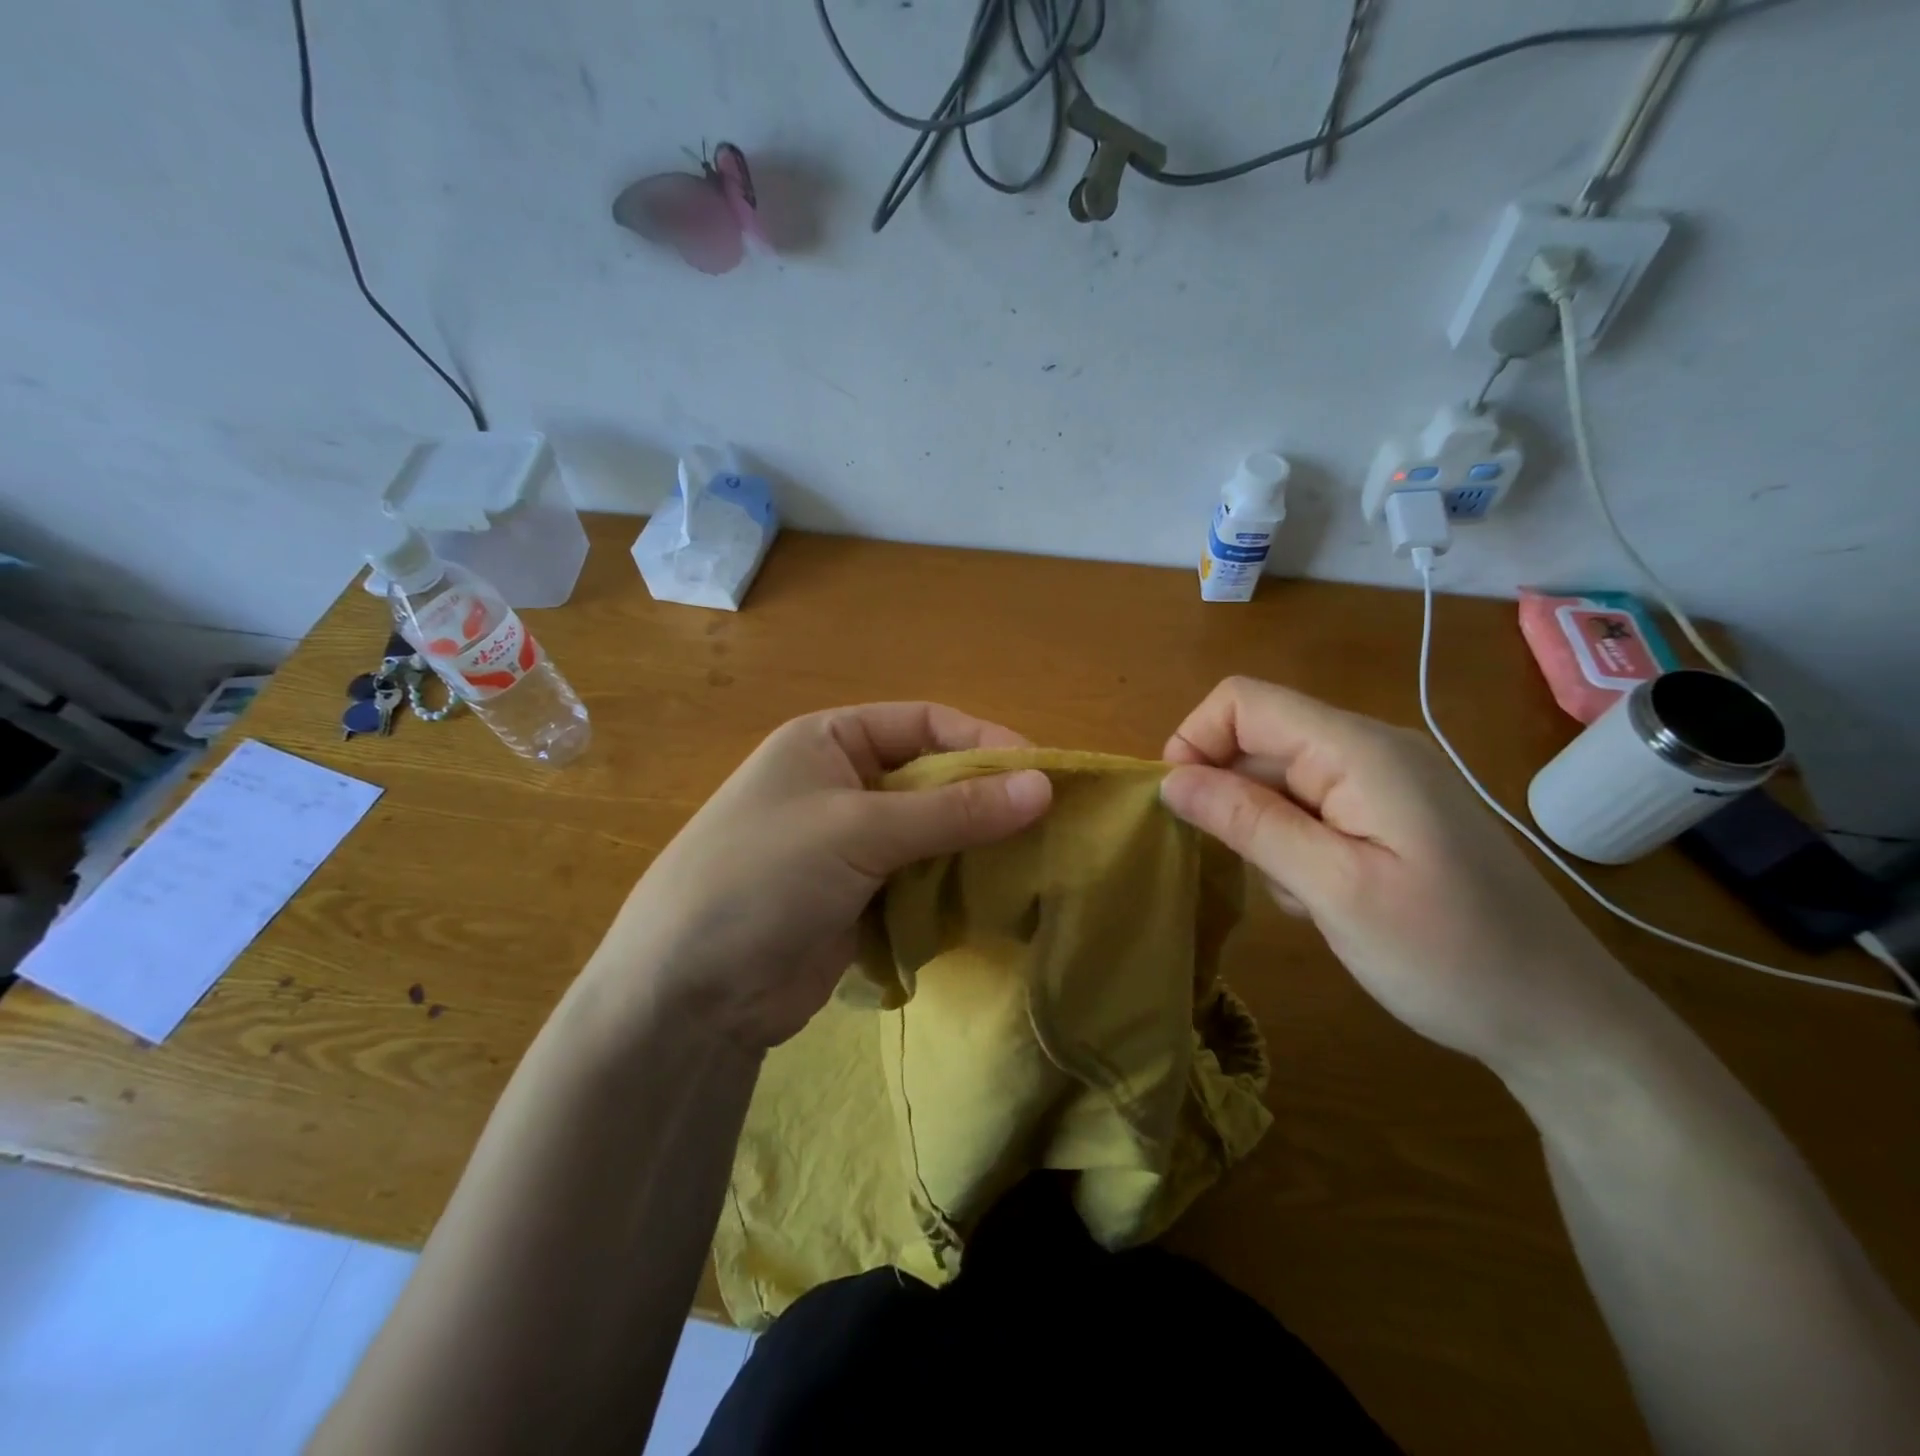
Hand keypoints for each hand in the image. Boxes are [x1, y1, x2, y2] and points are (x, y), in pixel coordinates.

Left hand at [586, 703, 1051, 1052]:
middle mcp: (843, 783)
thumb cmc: (765, 877)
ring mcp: (850, 845)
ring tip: (1032, 866)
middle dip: (985, 800)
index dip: (983, 740)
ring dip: (975, 849)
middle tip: (1048, 826)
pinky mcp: (859, 899)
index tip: (1041, 773)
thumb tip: (1044, 786)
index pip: (924, 722)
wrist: (689, 992)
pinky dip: (953, 889)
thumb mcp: (860, 829)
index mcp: (830, 741)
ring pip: (933, 834)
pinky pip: (920, 881)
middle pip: (933, 778)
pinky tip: (992, 903)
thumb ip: (954, 810)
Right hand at [1160, 677, 1630, 1073]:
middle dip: (1233, 799)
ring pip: (1278, 780)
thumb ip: (1249, 824)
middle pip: (1259, 740)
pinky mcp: (1389, 816)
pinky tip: (1324, 899)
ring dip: (1264, 832)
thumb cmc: (1448, 955)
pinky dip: (1294, 848)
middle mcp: (1371, 750)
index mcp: (1360, 751)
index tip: (1180, 806)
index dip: (1195, 740)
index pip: (1245, 701)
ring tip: (1302, 896)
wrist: (1561, 1020)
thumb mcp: (1333, 890)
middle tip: (1255, 870)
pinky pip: (1310, 809)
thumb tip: (1169, 780)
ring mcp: (1384, 783)